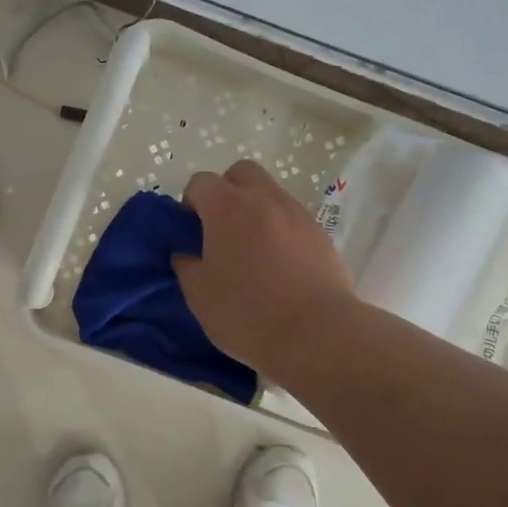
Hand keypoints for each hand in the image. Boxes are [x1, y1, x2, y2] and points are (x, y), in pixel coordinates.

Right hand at [173, 159, 356, 382]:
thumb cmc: (246, 312)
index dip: (190, 204)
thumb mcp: (198, 295)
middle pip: (240, 173)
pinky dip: (280, 230)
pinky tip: (278, 265)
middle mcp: (264, 198)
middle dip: (226, 191)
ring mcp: (297, 213)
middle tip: (221, 230)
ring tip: (251, 252)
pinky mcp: (321, 234)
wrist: (316, 333)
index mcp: (227, 207)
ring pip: (270, 193)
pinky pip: (292, 218)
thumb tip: (187, 253)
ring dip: (255, 210)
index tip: (191, 233)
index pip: (200, 182)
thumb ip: (186, 265)